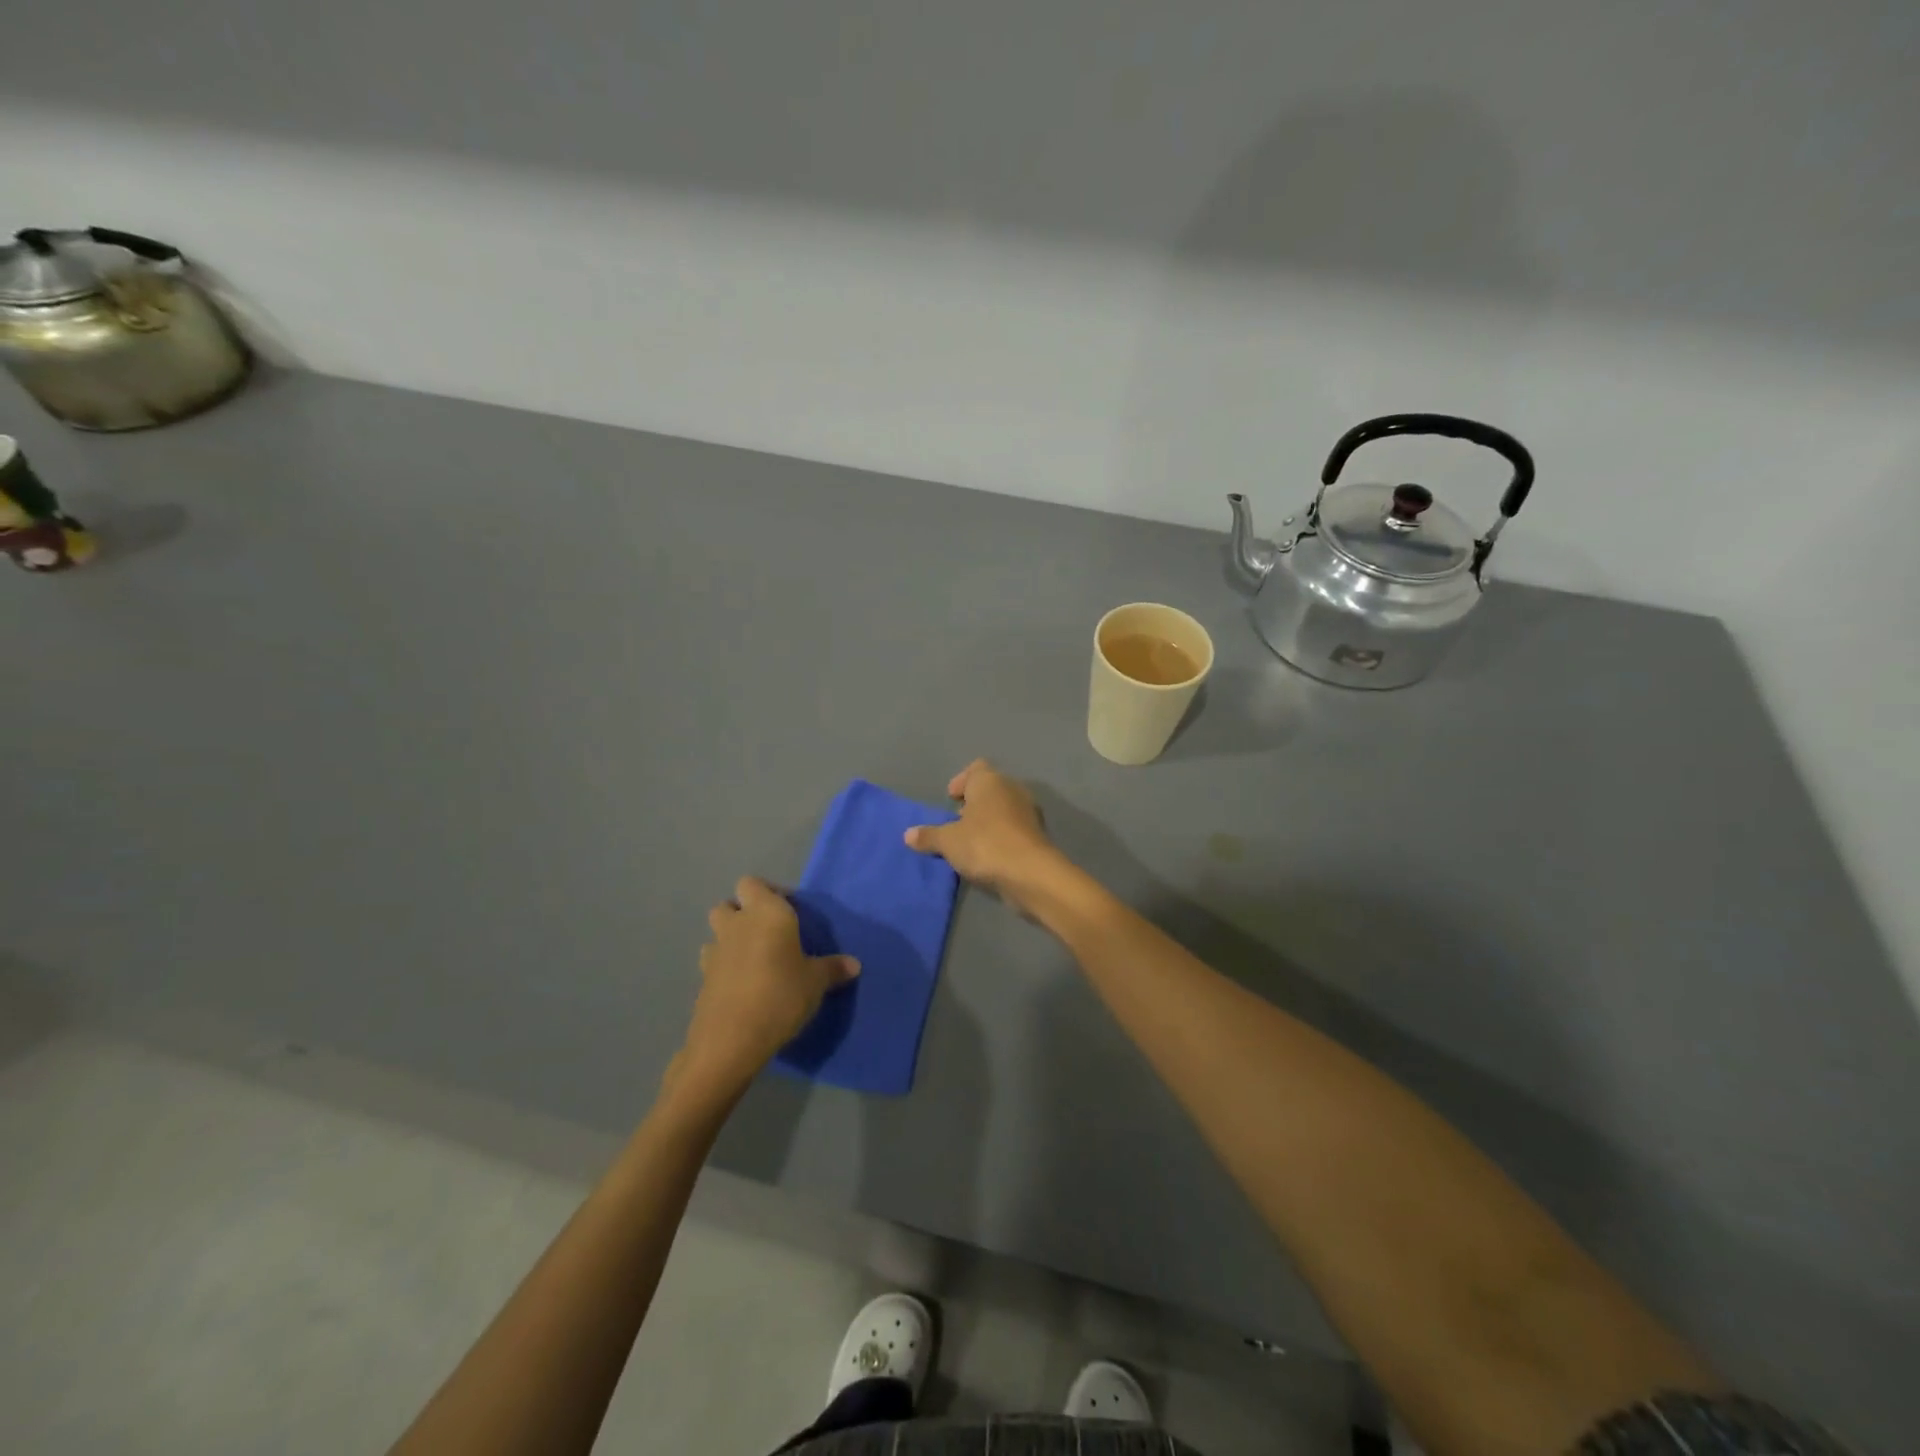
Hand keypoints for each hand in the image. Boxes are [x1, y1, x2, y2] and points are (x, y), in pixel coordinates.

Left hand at [671, 877, 859, 1104]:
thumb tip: (854, 964)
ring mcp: (715, 951)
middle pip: (728, 904)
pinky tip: (741, 985)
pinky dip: (723, 967)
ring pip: (716, 932)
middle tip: (767, 932)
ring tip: (753, 959)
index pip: (753, 883)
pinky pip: (712, 962)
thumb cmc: (781, 995)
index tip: (788, 910)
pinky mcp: (702, 979)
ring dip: (729, 938)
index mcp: (767, 913)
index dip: (768, 892)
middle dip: (743, 912)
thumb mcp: (816, 982)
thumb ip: (833, 969)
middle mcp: (737, 924)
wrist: (731, 1039)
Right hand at [904, 759, 1065, 914]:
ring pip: (1004, 807)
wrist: (1030, 873)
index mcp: (989, 781)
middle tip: (957, 821)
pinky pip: (1014, 827)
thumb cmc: (984, 844)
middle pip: (990, 787)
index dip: (961, 781)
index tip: (951, 798)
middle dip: (974, 802)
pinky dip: (1002, 835)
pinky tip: (989, 854)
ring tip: (971, 840)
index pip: (976, 768)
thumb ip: (929, 836)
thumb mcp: (948, 841)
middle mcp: (1012, 788)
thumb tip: (908, 834)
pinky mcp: (1037, 834)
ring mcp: (1028, 811)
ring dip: (988, 820)